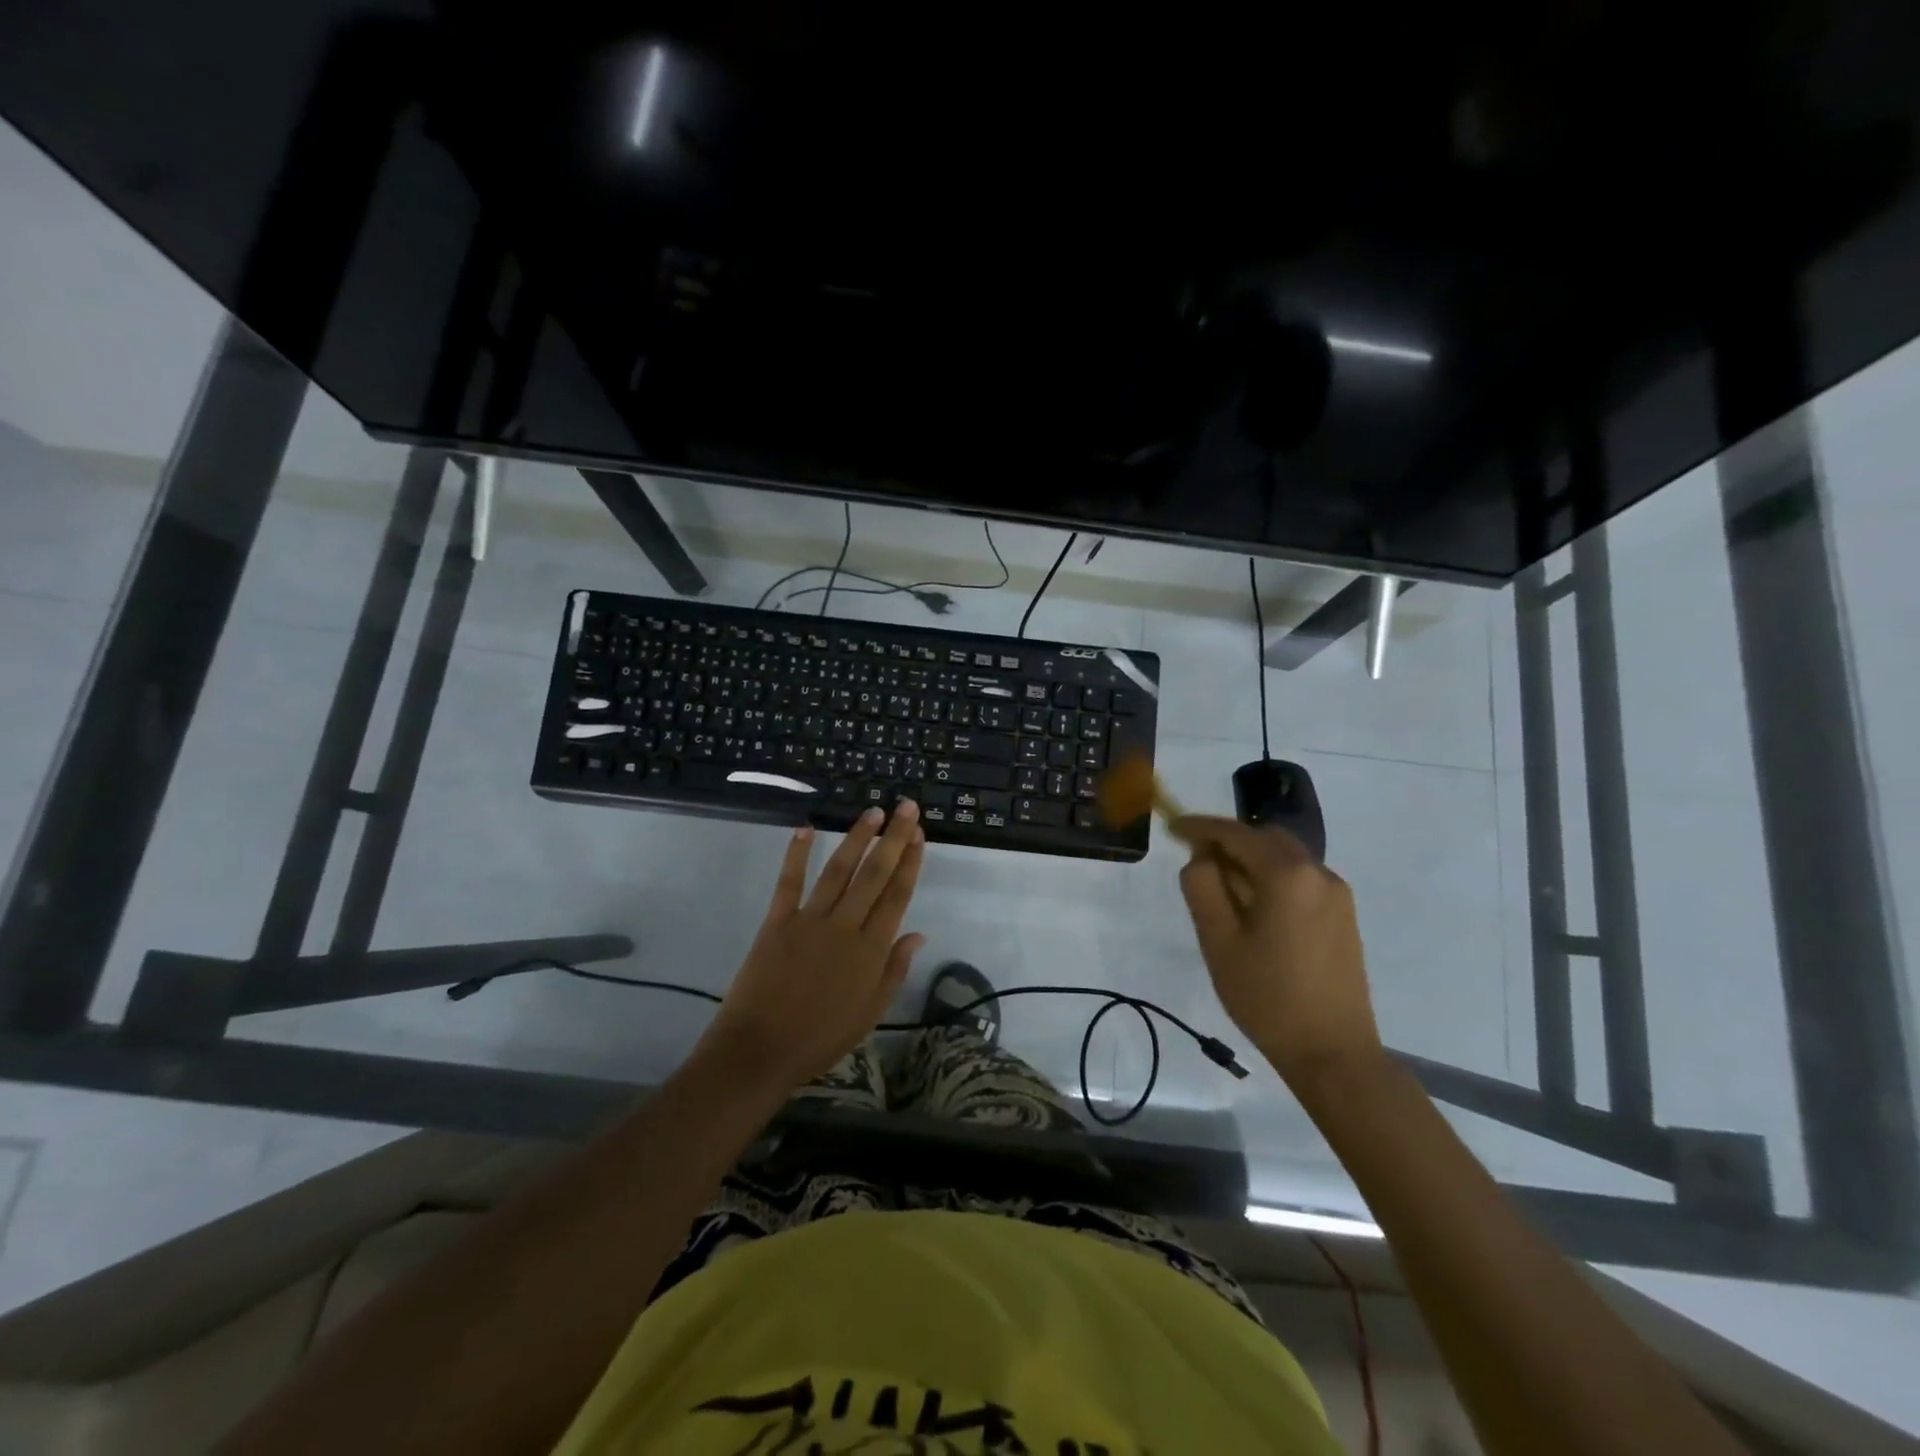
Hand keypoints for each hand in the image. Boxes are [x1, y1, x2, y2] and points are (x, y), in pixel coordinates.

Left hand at [699, 801, 926, 1092]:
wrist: (760, 1051)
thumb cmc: (820, 1038)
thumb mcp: (870, 1013)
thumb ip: (894, 970)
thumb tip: (918, 934)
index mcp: (871, 951)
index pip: (897, 896)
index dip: (910, 862)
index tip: (919, 835)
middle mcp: (845, 928)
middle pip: (874, 875)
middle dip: (893, 838)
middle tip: (906, 808)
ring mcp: (810, 921)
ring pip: (839, 871)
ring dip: (857, 838)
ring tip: (873, 812)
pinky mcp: (777, 922)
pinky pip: (789, 882)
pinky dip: (797, 854)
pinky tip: (806, 829)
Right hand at [1174, 815, 1381, 1085]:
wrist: (1333, 1053)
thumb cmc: (1267, 997)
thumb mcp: (1218, 941)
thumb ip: (1202, 887)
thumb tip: (1202, 856)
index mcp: (1287, 874)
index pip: (1235, 833)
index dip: (1199, 827)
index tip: (1171, 826)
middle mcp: (1318, 872)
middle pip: (1264, 838)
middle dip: (1228, 843)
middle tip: (1197, 865)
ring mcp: (1337, 893)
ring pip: (1285, 858)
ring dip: (1252, 862)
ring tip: (1224, 896)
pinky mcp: (1344, 915)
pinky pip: (1300, 879)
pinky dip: (1273, 880)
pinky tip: (1257, 913)